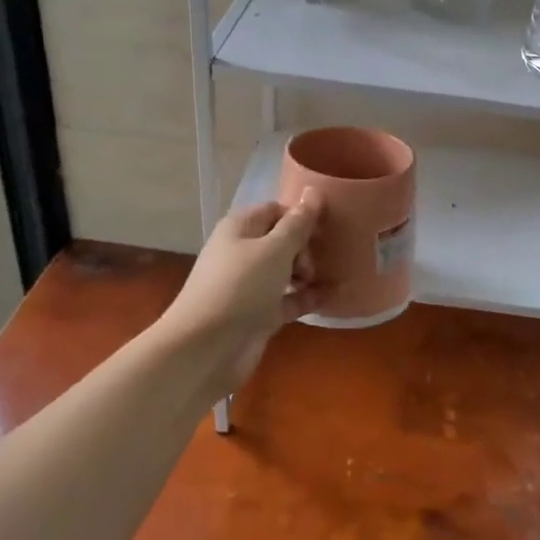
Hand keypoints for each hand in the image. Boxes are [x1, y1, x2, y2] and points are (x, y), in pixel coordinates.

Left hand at [160, 194, 320, 391]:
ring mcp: (249, 285)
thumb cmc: (241, 287)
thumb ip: (298, 223)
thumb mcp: (275, 250)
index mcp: (240, 228)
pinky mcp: (258, 314)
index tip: (325, 229)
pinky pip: (288, 299)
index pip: (276, 210)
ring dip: (308, 273)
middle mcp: (243, 252)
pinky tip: (333, 298)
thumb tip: (314, 191)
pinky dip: (307, 298)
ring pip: (285, 271)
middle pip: (282, 240)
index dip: (301, 216)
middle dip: (305, 247)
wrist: (206, 349)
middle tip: (314, 264)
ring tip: (330, 278)